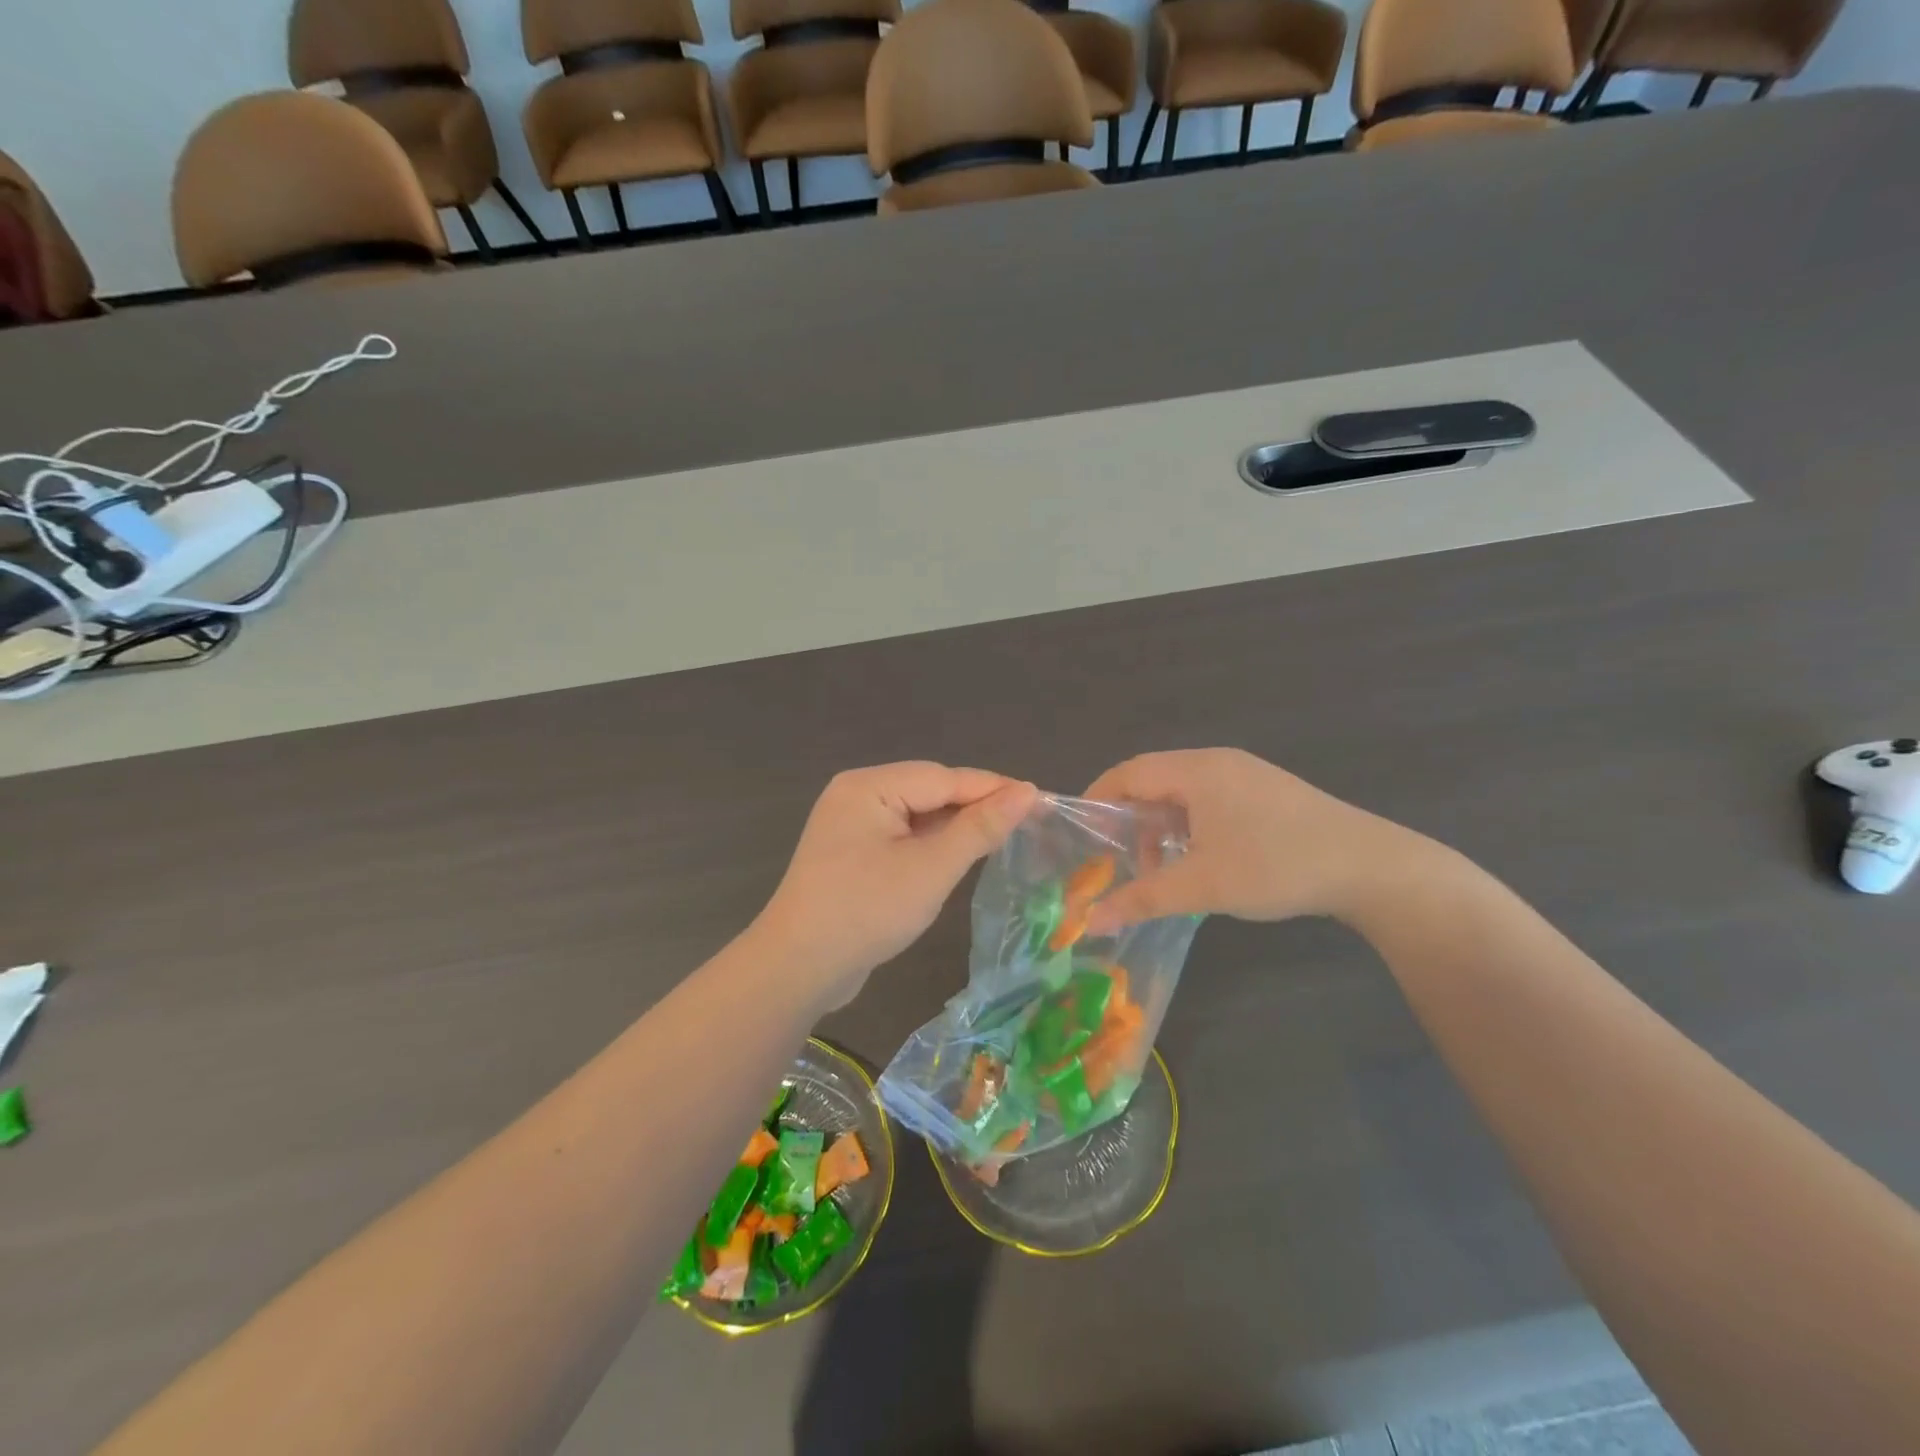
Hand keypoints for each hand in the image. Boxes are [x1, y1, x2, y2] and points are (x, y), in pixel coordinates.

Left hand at [752, 762, 1037, 1008]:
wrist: (798, 968)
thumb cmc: (867, 911)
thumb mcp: (930, 869)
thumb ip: (979, 828)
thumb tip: (1027, 791)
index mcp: (869, 786)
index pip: (944, 777)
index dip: (994, 788)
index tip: (1041, 800)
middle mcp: (857, 795)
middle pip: (929, 791)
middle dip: (975, 807)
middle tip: (1026, 823)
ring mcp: (850, 825)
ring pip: (917, 815)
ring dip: (954, 828)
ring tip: (1001, 838)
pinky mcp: (851, 853)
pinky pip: (901, 836)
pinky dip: (931, 845)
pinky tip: (957, 857)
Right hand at [1083, 749, 1425, 932]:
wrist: (1370, 867)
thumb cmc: (1276, 866)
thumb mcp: (1202, 885)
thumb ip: (1142, 898)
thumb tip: (1091, 922)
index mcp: (1196, 771)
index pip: (1128, 772)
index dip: (1097, 799)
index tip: (1079, 834)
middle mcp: (1217, 762)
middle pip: (1153, 780)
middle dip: (1128, 818)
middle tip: (1113, 857)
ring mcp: (1245, 774)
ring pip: (1182, 792)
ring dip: (1160, 825)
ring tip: (1156, 867)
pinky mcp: (1266, 792)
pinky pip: (1209, 800)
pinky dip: (1189, 825)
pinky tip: (1197, 860)